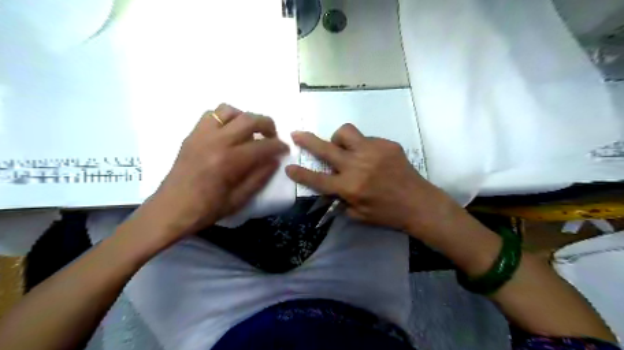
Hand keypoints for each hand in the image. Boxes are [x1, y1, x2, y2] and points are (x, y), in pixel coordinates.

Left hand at [140, 102, 288, 242]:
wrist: (172, 209)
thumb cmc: (207, 209)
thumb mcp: (240, 199)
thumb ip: (260, 177)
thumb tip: (274, 161)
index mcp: (230, 161)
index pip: (263, 146)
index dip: (279, 146)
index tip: (285, 149)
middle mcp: (217, 142)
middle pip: (249, 119)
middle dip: (267, 124)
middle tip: (272, 136)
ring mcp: (202, 135)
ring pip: (229, 111)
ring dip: (245, 118)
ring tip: (250, 132)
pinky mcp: (192, 135)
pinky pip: (211, 114)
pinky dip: (225, 118)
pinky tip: (229, 132)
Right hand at [285, 125, 453, 232]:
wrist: (418, 203)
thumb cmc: (387, 214)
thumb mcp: (358, 215)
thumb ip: (341, 200)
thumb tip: (331, 188)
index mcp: (349, 187)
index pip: (317, 179)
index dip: (300, 173)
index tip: (289, 167)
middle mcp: (357, 166)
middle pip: (325, 148)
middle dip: (307, 140)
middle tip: (297, 134)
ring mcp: (373, 151)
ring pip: (346, 132)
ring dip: (339, 139)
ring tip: (344, 148)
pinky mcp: (387, 144)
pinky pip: (367, 139)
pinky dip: (363, 146)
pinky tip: (372, 157)